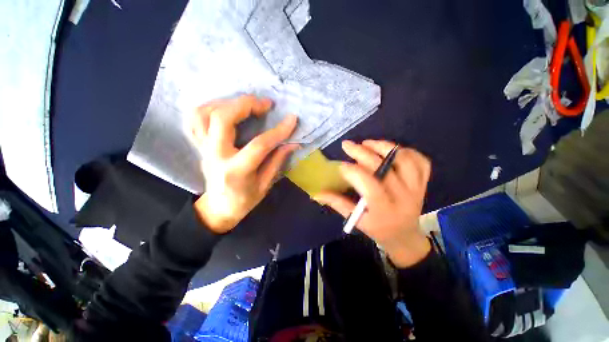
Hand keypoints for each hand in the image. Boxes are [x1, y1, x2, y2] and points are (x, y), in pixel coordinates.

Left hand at [191, 95, 298, 233]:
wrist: (218, 208)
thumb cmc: (244, 200)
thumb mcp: (265, 185)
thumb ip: (277, 161)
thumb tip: (292, 143)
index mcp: (236, 170)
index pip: (259, 144)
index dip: (278, 130)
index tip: (292, 119)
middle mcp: (215, 155)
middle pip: (222, 119)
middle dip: (246, 104)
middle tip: (265, 104)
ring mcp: (203, 148)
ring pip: (204, 113)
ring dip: (226, 102)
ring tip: (246, 104)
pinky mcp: (199, 145)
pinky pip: (195, 119)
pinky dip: (210, 107)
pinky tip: (226, 108)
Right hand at [315, 140, 431, 267]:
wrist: (405, 237)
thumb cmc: (377, 229)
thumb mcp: (356, 220)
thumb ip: (338, 204)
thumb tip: (318, 193)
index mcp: (384, 209)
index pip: (368, 184)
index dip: (352, 171)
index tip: (341, 165)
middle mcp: (402, 197)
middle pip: (383, 168)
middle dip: (362, 153)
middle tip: (348, 145)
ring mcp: (416, 189)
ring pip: (404, 161)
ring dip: (385, 147)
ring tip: (368, 143)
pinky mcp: (423, 184)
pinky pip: (422, 163)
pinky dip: (408, 152)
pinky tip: (393, 150)